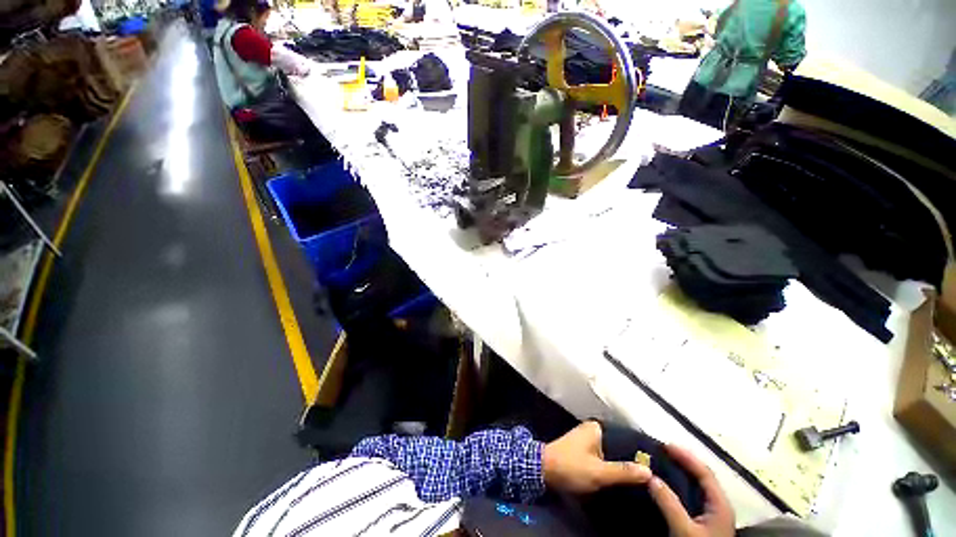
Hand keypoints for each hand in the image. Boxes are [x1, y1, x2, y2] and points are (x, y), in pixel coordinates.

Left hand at [542, 421, 650, 493]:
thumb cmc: (571, 467)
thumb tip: (650, 471)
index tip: (657, 464)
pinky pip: (605, 455)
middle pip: (619, 444)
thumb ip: (623, 471)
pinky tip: (625, 477)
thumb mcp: (599, 472)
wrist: (544, 470)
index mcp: (597, 428)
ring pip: (612, 451)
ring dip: (623, 463)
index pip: (625, 436)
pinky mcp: (584, 450)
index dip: (640, 451)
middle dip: (633, 458)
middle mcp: (593, 429)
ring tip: (645, 477)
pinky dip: (613, 465)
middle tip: (654, 474)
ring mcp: (588, 439)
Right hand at [648, 444, 734, 536]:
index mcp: (720, 504)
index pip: (704, 473)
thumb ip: (670, 504)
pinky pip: (692, 495)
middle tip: (661, 450)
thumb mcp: (684, 530)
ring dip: (681, 472)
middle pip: (702, 476)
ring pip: (697, 486)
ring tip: (662, 462)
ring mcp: (713, 514)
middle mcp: (719, 505)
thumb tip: (650, 477)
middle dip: (683, 461)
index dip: (685, 456)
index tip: (665, 445)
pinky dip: (680, 484)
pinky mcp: (705, 521)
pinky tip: (668, 484)